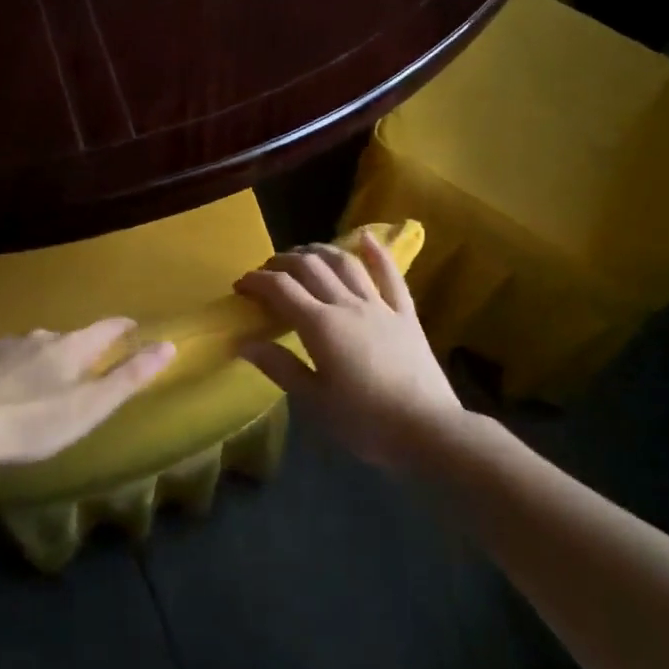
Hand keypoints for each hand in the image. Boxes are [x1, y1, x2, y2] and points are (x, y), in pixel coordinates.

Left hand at [0, 320, 174, 471]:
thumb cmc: (31, 421)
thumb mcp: (89, 408)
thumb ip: (129, 378)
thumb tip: (169, 345)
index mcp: (70, 347)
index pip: (105, 328)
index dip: (121, 326)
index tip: (132, 326)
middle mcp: (39, 336)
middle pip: (66, 339)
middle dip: (76, 351)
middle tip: (80, 371)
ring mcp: (2, 345)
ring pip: (30, 348)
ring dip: (39, 361)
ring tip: (37, 386)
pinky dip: (6, 371)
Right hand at [234, 237, 464, 469]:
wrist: (427, 429)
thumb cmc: (365, 422)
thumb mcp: (314, 401)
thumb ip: (280, 367)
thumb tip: (244, 343)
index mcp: (320, 325)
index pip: (281, 289)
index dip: (257, 281)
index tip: (240, 285)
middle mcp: (347, 304)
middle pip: (310, 267)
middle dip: (283, 262)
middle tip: (267, 271)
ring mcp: (379, 305)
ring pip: (345, 263)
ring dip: (320, 251)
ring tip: (304, 253)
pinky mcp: (405, 313)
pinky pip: (390, 275)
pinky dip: (377, 253)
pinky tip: (366, 238)